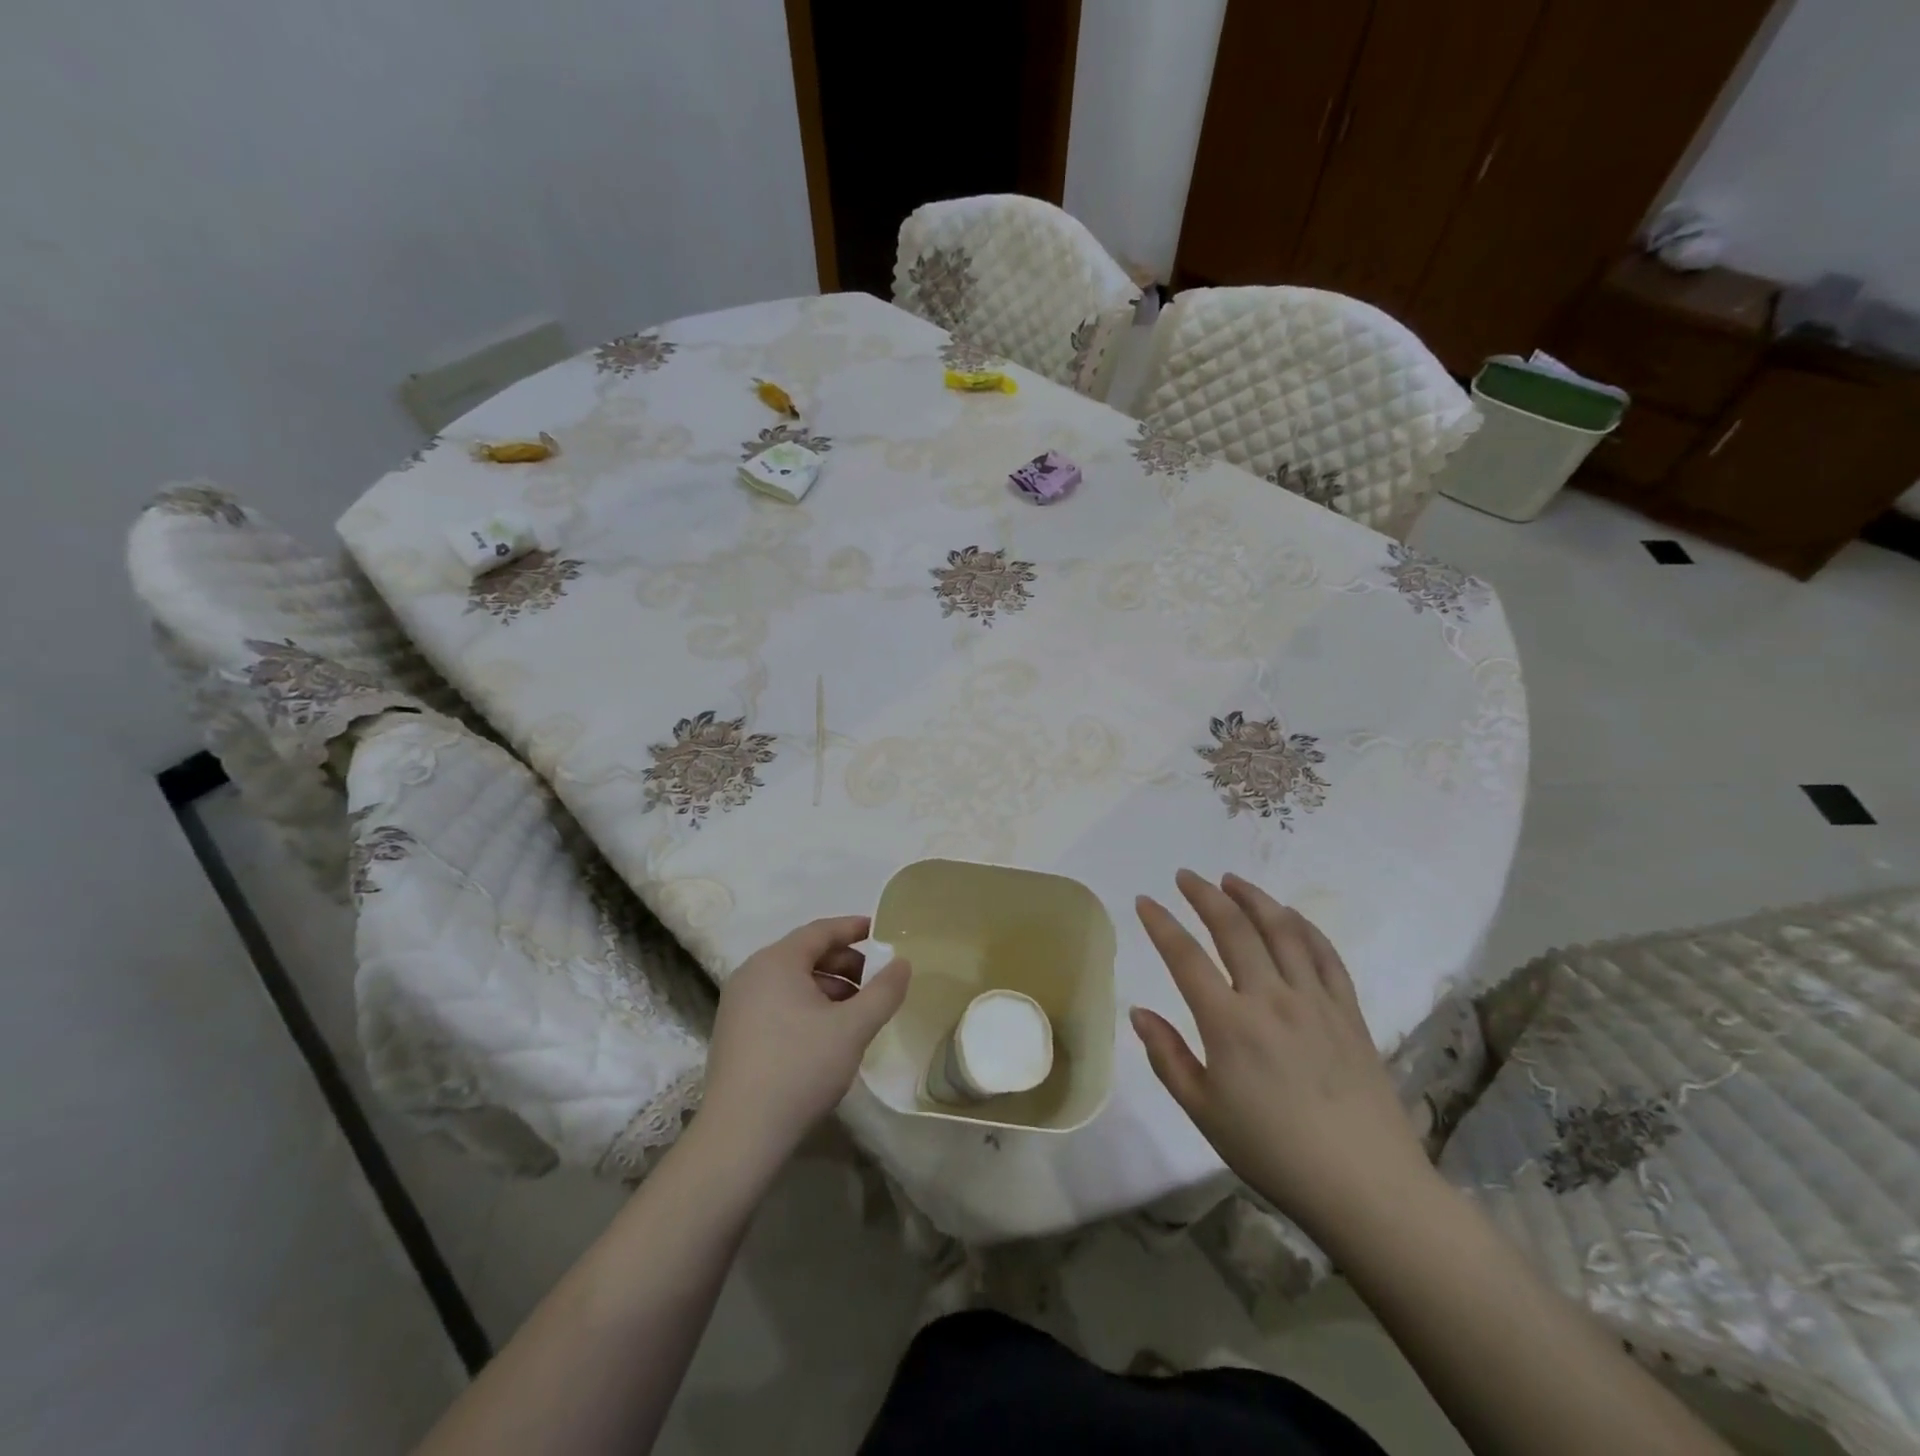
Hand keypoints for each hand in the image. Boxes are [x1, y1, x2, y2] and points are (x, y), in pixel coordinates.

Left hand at [698, 916, 910, 1166]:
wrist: (740, 1134)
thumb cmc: (800, 1068)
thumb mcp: (853, 1028)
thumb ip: (884, 992)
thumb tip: (903, 963)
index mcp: (776, 961)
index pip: (820, 931)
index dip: (853, 928)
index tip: (881, 931)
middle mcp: (752, 974)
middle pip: (806, 954)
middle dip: (845, 964)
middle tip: (876, 981)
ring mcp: (738, 1004)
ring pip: (792, 981)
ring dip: (828, 988)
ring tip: (858, 1012)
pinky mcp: (735, 1032)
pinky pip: (778, 1002)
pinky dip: (807, 1006)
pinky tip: (828, 1034)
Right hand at [1130, 870, 1434, 1246]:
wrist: (1367, 1187)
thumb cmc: (1274, 1153)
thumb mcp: (1204, 1113)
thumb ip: (1168, 1058)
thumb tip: (1139, 1012)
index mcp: (1229, 1023)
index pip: (1185, 957)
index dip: (1161, 923)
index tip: (1144, 900)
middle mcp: (1270, 998)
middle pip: (1233, 928)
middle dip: (1204, 895)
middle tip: (1186, 876)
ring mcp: (1314, 1000)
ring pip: (1281, 930)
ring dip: (1253, 898)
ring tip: (1232, 880)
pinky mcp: (1348, 1011)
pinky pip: (1324, 954)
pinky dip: (1303, 926)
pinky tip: (1289, 915)